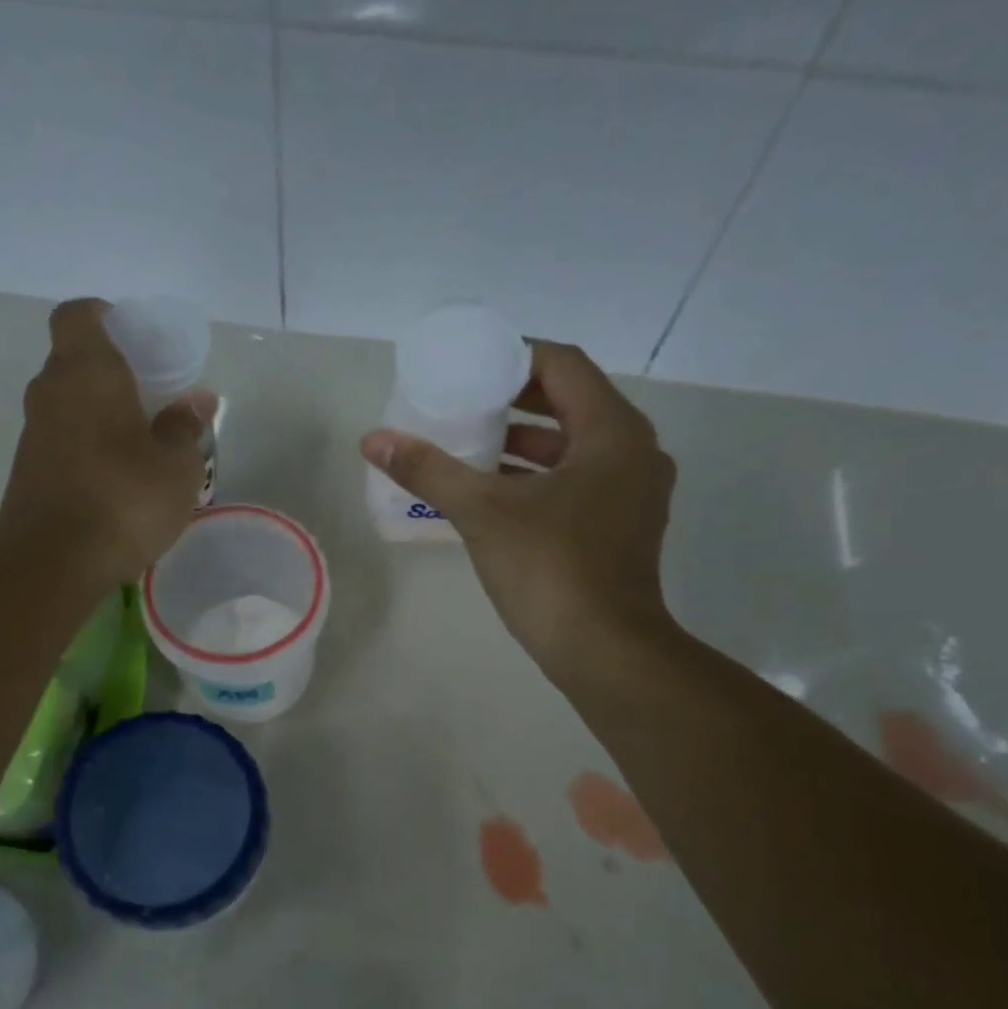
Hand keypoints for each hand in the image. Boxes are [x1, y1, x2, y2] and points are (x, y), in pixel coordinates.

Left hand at [0, 298, 214, 586]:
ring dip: (101, 416)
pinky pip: (62, 442)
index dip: (106, 317)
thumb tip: (196, 401)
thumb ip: (185, 428)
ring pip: (69, 406)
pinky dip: (87, 448)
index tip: (136, 341)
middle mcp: (51, 393)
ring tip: (142, 447)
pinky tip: (117, 481)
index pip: (80, 315)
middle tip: (153, 399)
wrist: (52, 563)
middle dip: (112, 374)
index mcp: (87, 373)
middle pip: (75, 362)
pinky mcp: (27, 472)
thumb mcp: (177, 467)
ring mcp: (33, 434)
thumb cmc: (124, 500)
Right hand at [360, 339, 678, 686]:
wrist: (604, 650)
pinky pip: (579, 482)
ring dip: (526, 443)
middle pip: (571, 404)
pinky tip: (494, 494)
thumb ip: (429, 469)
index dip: (514, 358)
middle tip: (464, 403)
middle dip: (515, 402)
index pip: (564, 365)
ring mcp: (633, 494)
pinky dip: (539, 478)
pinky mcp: (623, 528)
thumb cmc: (550, 569)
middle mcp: (633, 452)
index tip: (470, 367)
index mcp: (612, 432)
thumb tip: (373, 439)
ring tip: (471, 445)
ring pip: (575, 448)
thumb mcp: (482, 512)